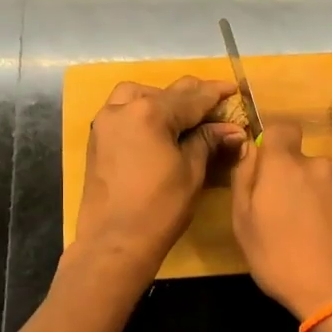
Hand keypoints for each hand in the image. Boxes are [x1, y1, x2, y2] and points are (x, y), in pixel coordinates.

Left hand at [72, 77, 244, 278]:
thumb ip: (208, 141)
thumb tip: (232, 129)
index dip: (215, 93)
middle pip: (164, 93)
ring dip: (161, 99)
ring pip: (136, 95)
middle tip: (216, 104)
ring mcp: (104, 123)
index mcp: (149, 113)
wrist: (114, 243)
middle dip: (191, 96)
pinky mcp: (97, 139)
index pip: (191, 98)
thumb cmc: (159, 209)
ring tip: (182, 116)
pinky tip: (158, 128)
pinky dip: (141, 111)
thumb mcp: (191, 172)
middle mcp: (122, 109)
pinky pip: (122, 111)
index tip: (234, 88)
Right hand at [229, 120, 331, 325]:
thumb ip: (244, 179)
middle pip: (300, 161)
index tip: (265, 168)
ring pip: (320, 182)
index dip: (272, 142)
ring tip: (306, 236)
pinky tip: (326, 243)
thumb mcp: (243, 223)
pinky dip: (330, 214)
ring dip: (312, 198)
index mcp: (285, 165)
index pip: (282, 128)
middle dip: (290, 179)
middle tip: (280, 216)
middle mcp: (318, 166)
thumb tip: (250, 149)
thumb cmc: (280, 260)